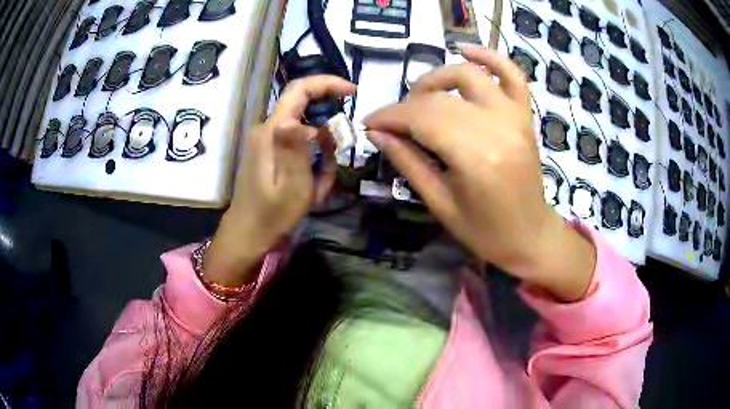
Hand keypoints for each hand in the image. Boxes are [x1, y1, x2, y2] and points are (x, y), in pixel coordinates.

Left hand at [204, 76, 355, 286]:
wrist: (248, 234)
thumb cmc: (272, 215)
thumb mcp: (292, 187)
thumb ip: (295, 151)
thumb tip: (295, 120)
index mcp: (272, 132)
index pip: (299, 90)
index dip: (327, 83)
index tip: (353, 92)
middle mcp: (268, 129)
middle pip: (307, 111)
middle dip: (329, 134)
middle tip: (333, 165)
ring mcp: (267, 139)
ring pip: (307, 131)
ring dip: (321, 155)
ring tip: (317, 186)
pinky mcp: (270, 150)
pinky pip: (299, 144)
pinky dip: (312, 161)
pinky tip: (309, 185)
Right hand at [364, 46, 594, 300]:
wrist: (529, 235)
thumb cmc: (484, 232)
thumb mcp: (439, 203)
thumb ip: (407, 162)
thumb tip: (376, 133)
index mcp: (475, 157)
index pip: (421, 119)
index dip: (390, 117)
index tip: (369, 122)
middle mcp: (497, 127)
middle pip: (440, 98)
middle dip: (407, 104)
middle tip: (393, 122)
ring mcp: (515, 116)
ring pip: (469, 75)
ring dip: (437, 78)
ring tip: (420, 95)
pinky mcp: (524, 115)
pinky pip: (512, 74)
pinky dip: (490, 56)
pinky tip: (465, 49)